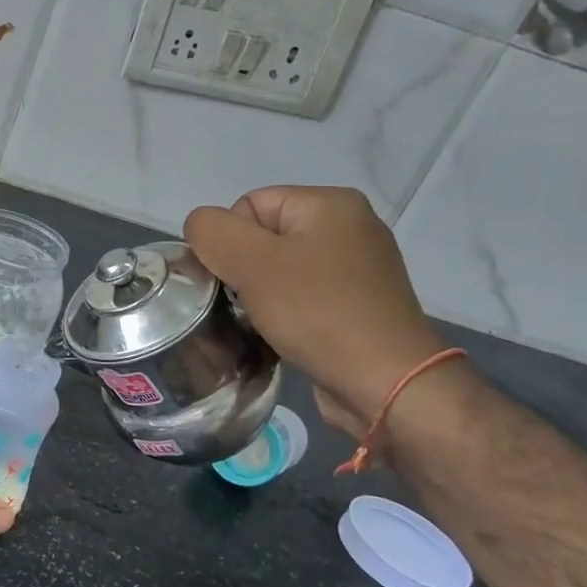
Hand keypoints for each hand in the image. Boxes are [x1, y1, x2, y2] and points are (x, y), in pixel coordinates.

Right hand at [184, 187, 447, 438]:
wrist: (386, 383)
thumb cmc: (317, 313)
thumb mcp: (251, 262)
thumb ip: (211, 232)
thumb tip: (200, 228)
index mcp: (330, 204)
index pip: (249, 205)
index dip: (229, 241)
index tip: (237, 279)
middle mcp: (350, 227)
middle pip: (263, 237)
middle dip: (243, 270)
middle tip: (245, 303)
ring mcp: (358, 268)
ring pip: (279, 271)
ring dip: (259, 295)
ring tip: (262, 322)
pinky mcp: (358, 305)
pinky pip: (302, 297)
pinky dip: (284, 313)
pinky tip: (282, 335)